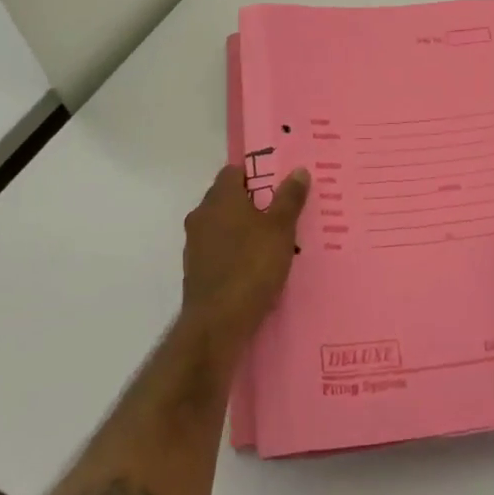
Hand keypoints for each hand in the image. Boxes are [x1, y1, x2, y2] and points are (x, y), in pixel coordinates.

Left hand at [181, 164, 309, 343]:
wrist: (217, 324)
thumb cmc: (251, 267)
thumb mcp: (280, 229)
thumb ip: (289, 198)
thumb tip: (298, 170)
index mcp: (220, 198)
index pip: (233, 172)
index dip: (256, 174)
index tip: (278, 184)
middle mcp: (202, 215)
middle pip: (228, 198)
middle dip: (253, 203)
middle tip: (282, 212)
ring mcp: (196, 244)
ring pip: (224, 226)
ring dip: (244, 229)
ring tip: (274, 241)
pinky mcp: (196, 271)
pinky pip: (219, 251)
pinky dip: (236, 252)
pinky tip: (256, 267)